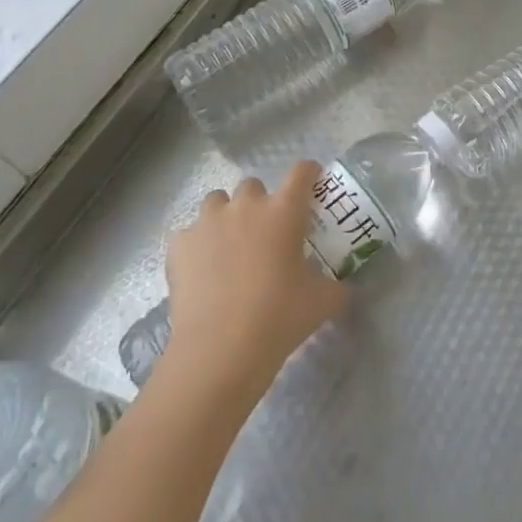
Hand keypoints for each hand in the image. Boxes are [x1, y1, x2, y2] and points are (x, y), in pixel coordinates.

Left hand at [163, 161, 347, 394]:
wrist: (219, 349)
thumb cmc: (279, 317)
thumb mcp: (322, 302)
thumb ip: (336, 286)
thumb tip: (342, 287)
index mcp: (284, 211)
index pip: (302, 171)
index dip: (309, 173)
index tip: (311, 184)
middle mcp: (245, 206)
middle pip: (254, 185)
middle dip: (260, 203)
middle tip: (266, 233)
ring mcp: (207, 222)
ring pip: (217, 201)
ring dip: (226, 216)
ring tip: (229, 246)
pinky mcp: (179, 244)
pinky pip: (190, 233)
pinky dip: (197, 245)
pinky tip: (202, 271)